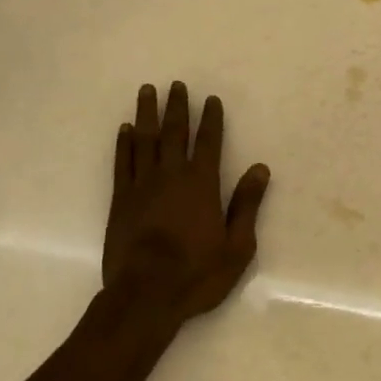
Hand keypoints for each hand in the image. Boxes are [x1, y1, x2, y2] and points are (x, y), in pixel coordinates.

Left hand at [101, 82, 269, 332]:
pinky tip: (125, 129)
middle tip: (176, 85)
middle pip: (174, 132)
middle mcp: (171, 176)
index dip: (211, 119)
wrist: (146, 295)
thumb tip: (260, 169)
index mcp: (202, 184)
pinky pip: (122, 162)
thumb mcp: (237, 246)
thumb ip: (246, 204)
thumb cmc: (197, 274)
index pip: (208, 142)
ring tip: (147, 91)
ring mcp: (142, 185)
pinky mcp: (120, 199)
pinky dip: (123, 143)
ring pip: (144, 140)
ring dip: (147, 114)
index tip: (210, 99)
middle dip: (177, 107)